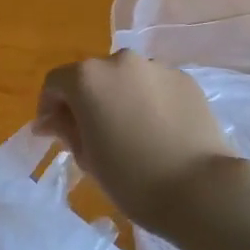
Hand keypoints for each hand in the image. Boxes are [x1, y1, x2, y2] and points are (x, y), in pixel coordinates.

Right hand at [35, 51, 242, 231]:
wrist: (199, 188)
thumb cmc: (131, 178)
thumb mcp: (87, 158)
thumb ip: (66, 129)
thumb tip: (51, 120)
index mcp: (88, 78)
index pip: (56, 83)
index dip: (49, 107)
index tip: (53, 133)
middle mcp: (121, 61)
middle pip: (93, 76)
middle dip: (86, 100)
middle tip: (91, 135)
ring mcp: (157, 68)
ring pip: (127, 79)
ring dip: (120, 98)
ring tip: (129, 133)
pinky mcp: (186, 80)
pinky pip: (155, 87)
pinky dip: (148, 102)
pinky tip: (157, 132)